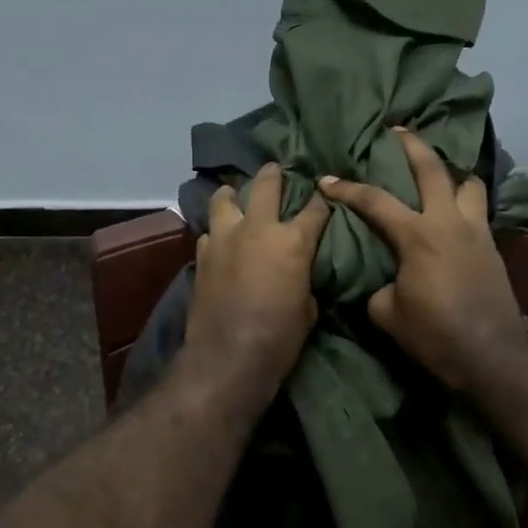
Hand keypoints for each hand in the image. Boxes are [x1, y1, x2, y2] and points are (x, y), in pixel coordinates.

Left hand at [181, 162, 330, 412]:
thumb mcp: (308, 308)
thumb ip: (304, 278)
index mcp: (292, 241)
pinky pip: (209, 231)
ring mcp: (225, 239)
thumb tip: (299, 273)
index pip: (315, 208)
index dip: (323, 199)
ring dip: (233, 194)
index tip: (325, 192)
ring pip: (224, 198)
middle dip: (274, 173)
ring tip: (236, 195)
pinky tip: (221, 239)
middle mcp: (257, 229)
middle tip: (277, 169)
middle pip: (265, 184)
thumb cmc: (280, 338)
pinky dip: (217, 231)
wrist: (228, 358)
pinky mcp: (202, 255)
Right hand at [320, 128, 527, 392]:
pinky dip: (466, 200)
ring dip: (452, 172)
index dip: (347, 189)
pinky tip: (456, 212)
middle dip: (411, 144)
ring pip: (469, 182)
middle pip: (432, 168)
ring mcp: (476, 230)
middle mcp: (449, 221)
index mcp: (418, 235)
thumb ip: (379, 286)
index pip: (375, 201)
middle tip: (397, 129)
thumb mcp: (387, 314)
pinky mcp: (492, 246)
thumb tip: (386, 280)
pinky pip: (479, 209)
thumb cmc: (435, 335)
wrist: (491, 354)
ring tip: (440, 174)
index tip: (326, 179)